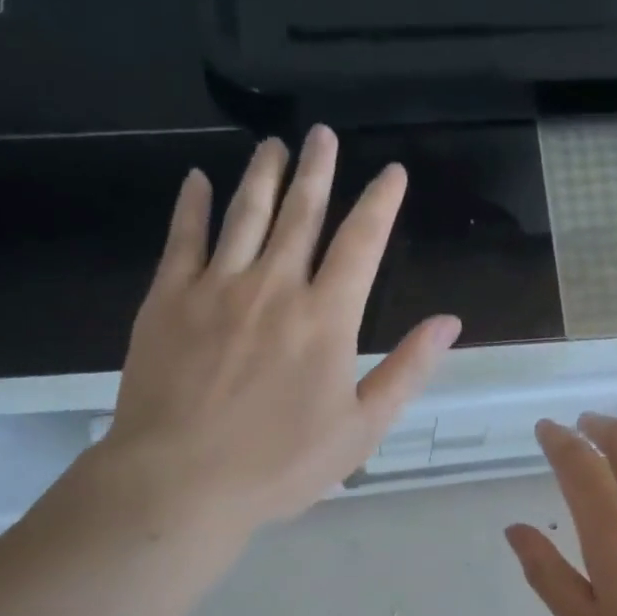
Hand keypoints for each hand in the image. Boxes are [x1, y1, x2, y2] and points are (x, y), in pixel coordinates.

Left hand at [91, 125, 459, 542]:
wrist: (180, 481)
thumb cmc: (279, 464)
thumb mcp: (361, 430)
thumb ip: (406, 371)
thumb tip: (449, 322)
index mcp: (326, 319)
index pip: (361, 243)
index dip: (380, 203)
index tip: (392, 171)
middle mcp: (274, 287)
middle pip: (301, 214)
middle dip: (317, 170)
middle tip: (322, 134)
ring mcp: (216, 288)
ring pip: (244, 214)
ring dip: (262, 175)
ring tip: (273, 145)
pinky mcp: (168, 299)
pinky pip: (183, 239)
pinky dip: (192, 206)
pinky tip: (197, 181)